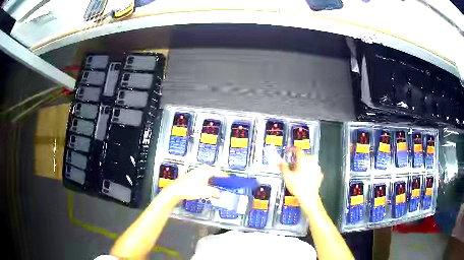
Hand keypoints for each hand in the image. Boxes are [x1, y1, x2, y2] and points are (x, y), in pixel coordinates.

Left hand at [167, 166, 226, 200]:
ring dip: (211, 179)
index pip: (217, 171)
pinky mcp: (190, 177)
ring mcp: (194, 173)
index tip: (228, 179)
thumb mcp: (205, 192)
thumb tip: (219, 193)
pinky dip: (206, 181)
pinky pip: (201, 177)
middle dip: (217, 177)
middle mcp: (200, 170)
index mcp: (205, 171)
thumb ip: (214, 192)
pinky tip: (205, 187)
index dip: (223, 176)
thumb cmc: (188, 189)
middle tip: (222, 182)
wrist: (175, 191)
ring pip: (206, 175)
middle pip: (212, 172)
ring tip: (215, 186)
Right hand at [278, 147, 322, 206]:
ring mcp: (316, 169)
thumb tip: (280, 163)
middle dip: (299, 158)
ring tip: (299, 170)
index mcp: (303, 161)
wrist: (309, 197)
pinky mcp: (319, 175)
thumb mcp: (287, 177)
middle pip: (305, 156)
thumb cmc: (299, 188)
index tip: (289, 151)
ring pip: (311, 162)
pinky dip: (310, 170)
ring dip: (305, 164)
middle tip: (293, 163)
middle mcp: (312, 163)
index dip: (292, 150)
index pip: (297, 150)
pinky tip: (306, 176)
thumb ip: (283, 167)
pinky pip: (314, 169)